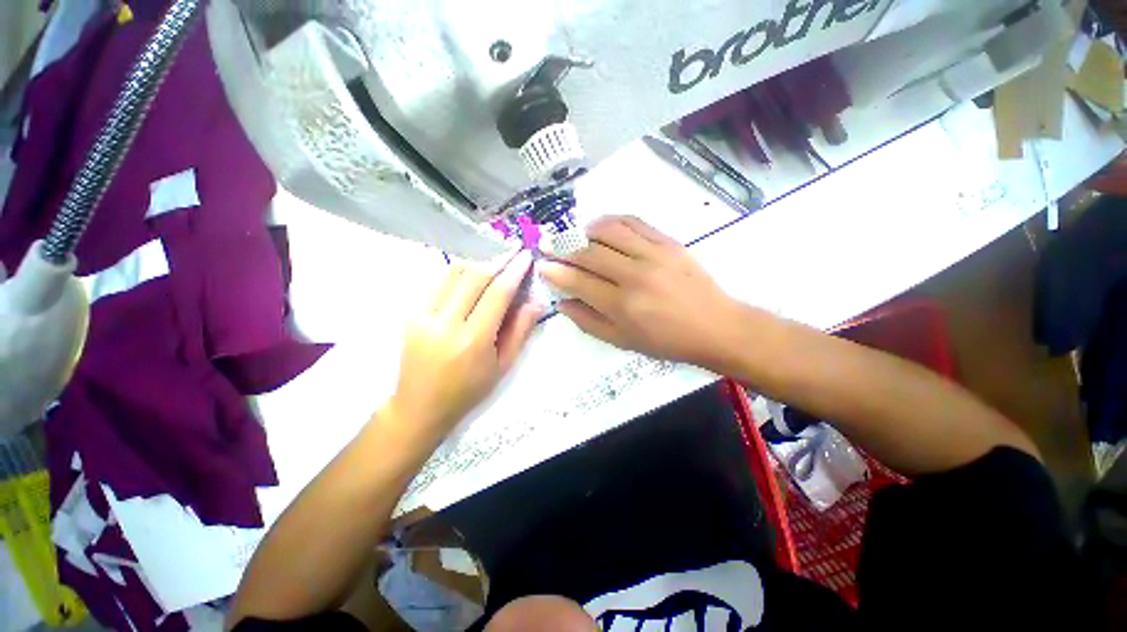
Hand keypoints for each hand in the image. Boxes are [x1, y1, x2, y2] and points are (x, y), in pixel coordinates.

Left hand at [386, 250, 539, 440]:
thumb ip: (520, 331)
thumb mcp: (503, 366)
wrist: (419, 406)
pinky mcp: (410, 313)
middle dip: (498, 259)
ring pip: (454, 273)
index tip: (526, 256)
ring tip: (495, 261)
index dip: (514, 271)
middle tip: (513, 251)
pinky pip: (439, 282)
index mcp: (473, 340)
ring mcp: (423, 316)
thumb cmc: (468, 390)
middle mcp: (446, 323)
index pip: (497, 294)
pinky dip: (459, 273)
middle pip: (475, 276)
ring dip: (478, 262)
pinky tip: (471, 276)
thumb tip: (536, 301)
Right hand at [539, 216, 744, 371]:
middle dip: (561, 247)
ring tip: (574, 235)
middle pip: (589, 253)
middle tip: (546, 243)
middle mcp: (634, 275)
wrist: (715, 326)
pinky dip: (611, 220)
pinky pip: (633, 221)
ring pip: (608, 231)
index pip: (579, 282)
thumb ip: (589, 322)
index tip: (542, 265)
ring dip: (584, 230)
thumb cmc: (666, 341)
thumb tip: (563, 303)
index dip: (556, 272)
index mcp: (622, 306)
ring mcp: (653, 254)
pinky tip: (602, 226)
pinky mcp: (668, 241)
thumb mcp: (623, 341)